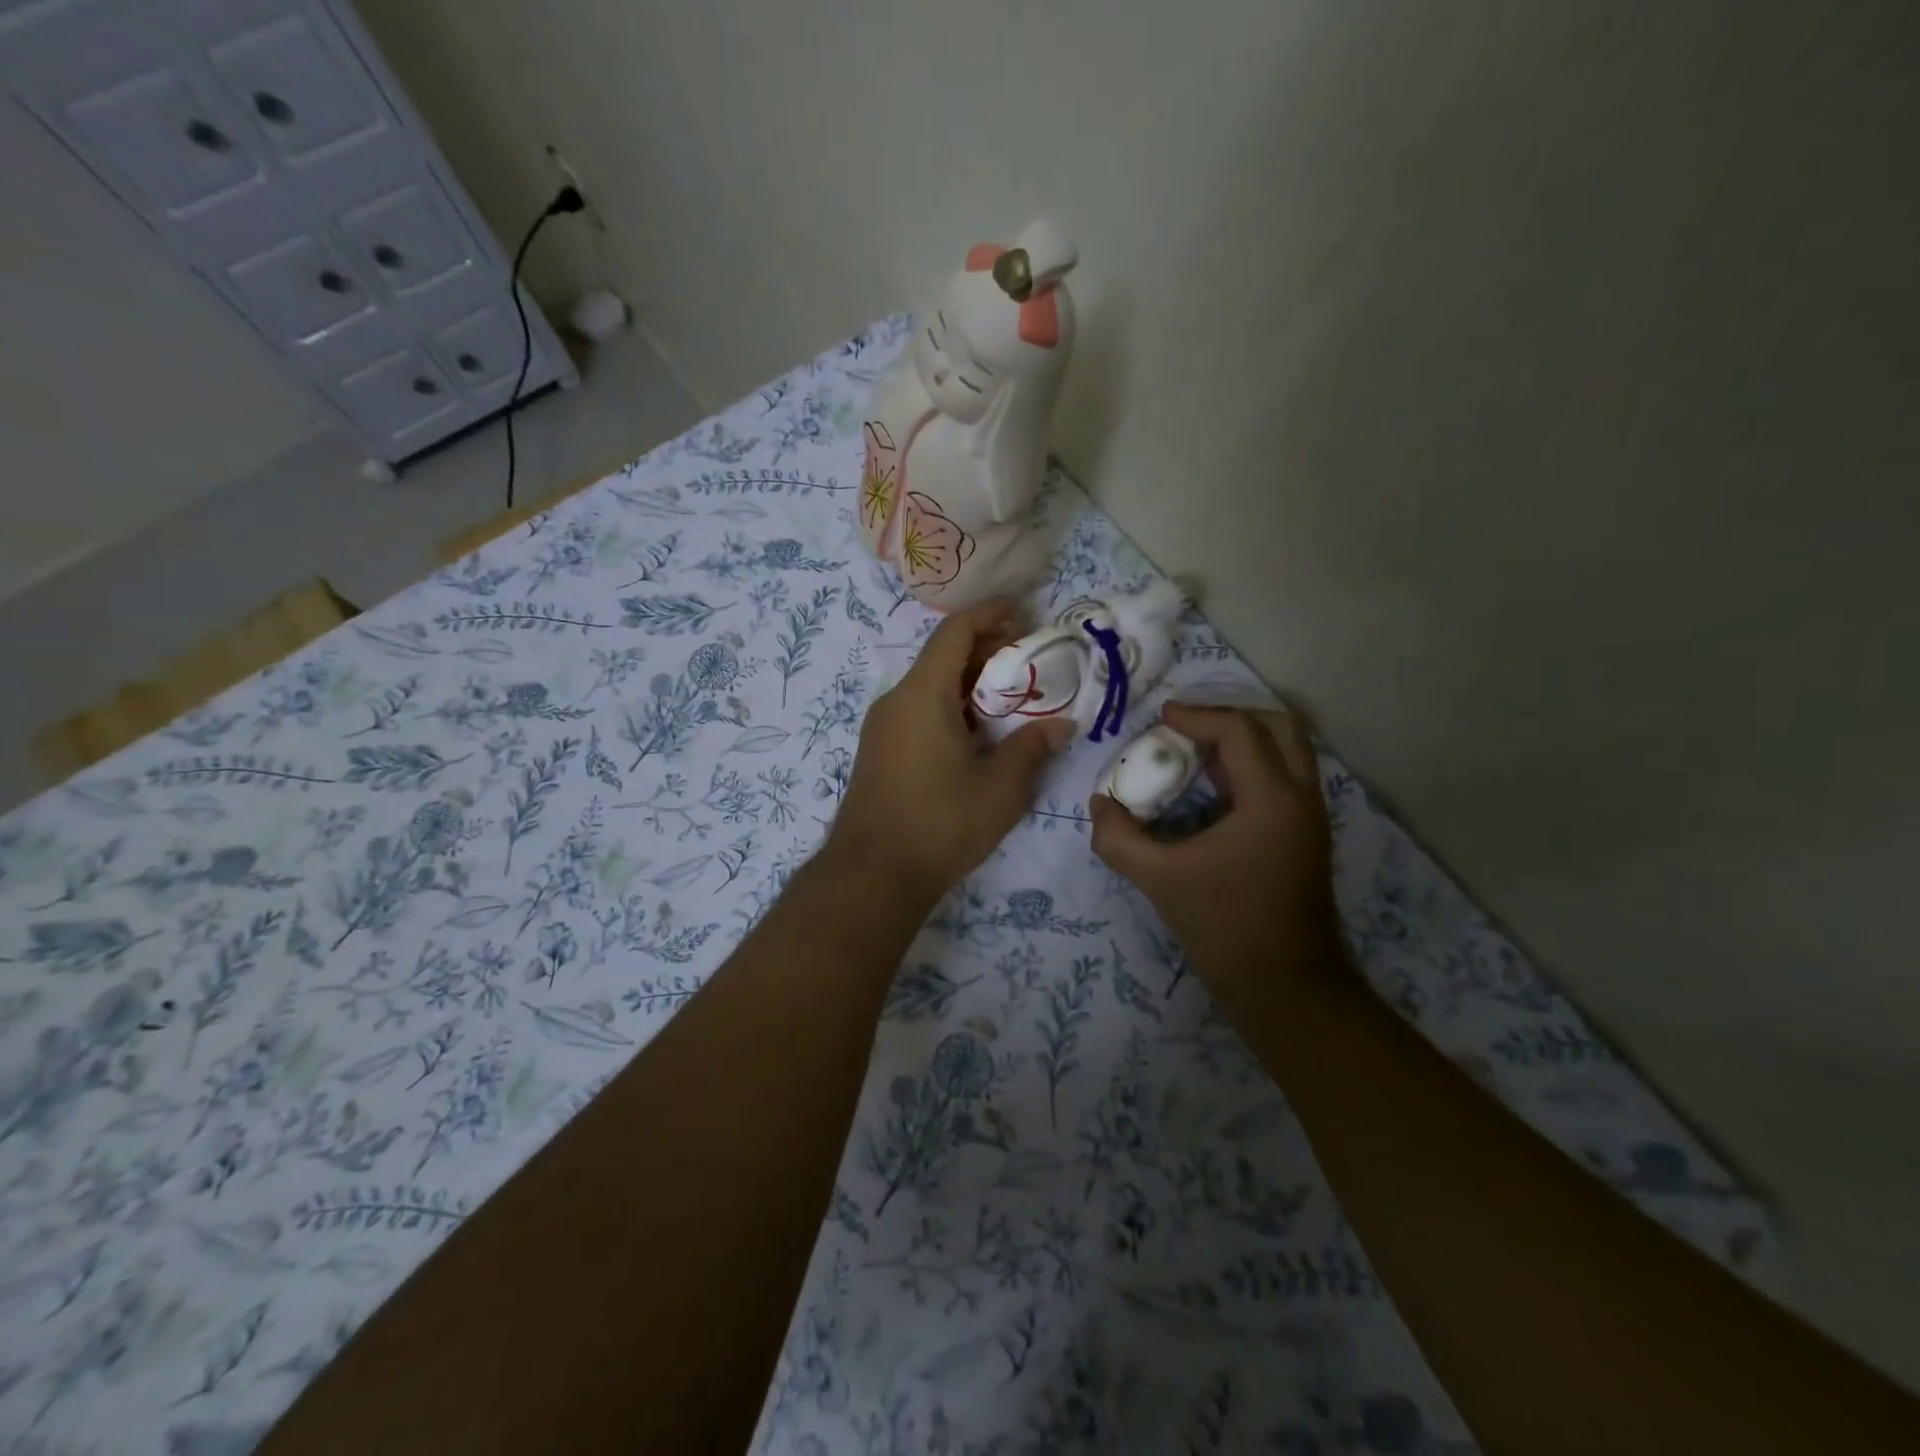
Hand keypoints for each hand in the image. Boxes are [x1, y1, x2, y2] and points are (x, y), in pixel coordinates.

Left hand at [828, 601, 1072, 908]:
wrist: (872, 874)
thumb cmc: (940, 824)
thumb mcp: (1000, 788)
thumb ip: (1032, 748)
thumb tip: (1061, 725)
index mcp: (923, 695)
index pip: (955, 632)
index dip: (989, 614)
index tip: (1022, 612)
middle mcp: (896, 700)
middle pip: (941, 656)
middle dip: (985, 649)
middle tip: (1028, 659)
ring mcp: (882, 726)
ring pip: (929, 685)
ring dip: (969, 681)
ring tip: (1010, 695)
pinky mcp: (879, 750)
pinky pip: (918, 710)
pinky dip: (950, 705)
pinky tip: (977, 731)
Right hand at [1090, 703, 1344, 993]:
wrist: (1284, 986)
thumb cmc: (1224, 927)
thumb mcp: (1159, 879)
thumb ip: (1118, 838)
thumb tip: (1099, 805)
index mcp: (1272, 800)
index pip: (1239, 731)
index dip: (1196, 717)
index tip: (1159, 719)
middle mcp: (1301, 798)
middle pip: (1279, 726)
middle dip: (1229, 716)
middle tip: (1185, 728)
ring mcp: (1310, 817)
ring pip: (1288, 750)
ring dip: (1243, 739)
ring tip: (1195, 751)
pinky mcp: (1305, 835)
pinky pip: (1283, 777)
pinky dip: (1251, 766)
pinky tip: (1212, 786)